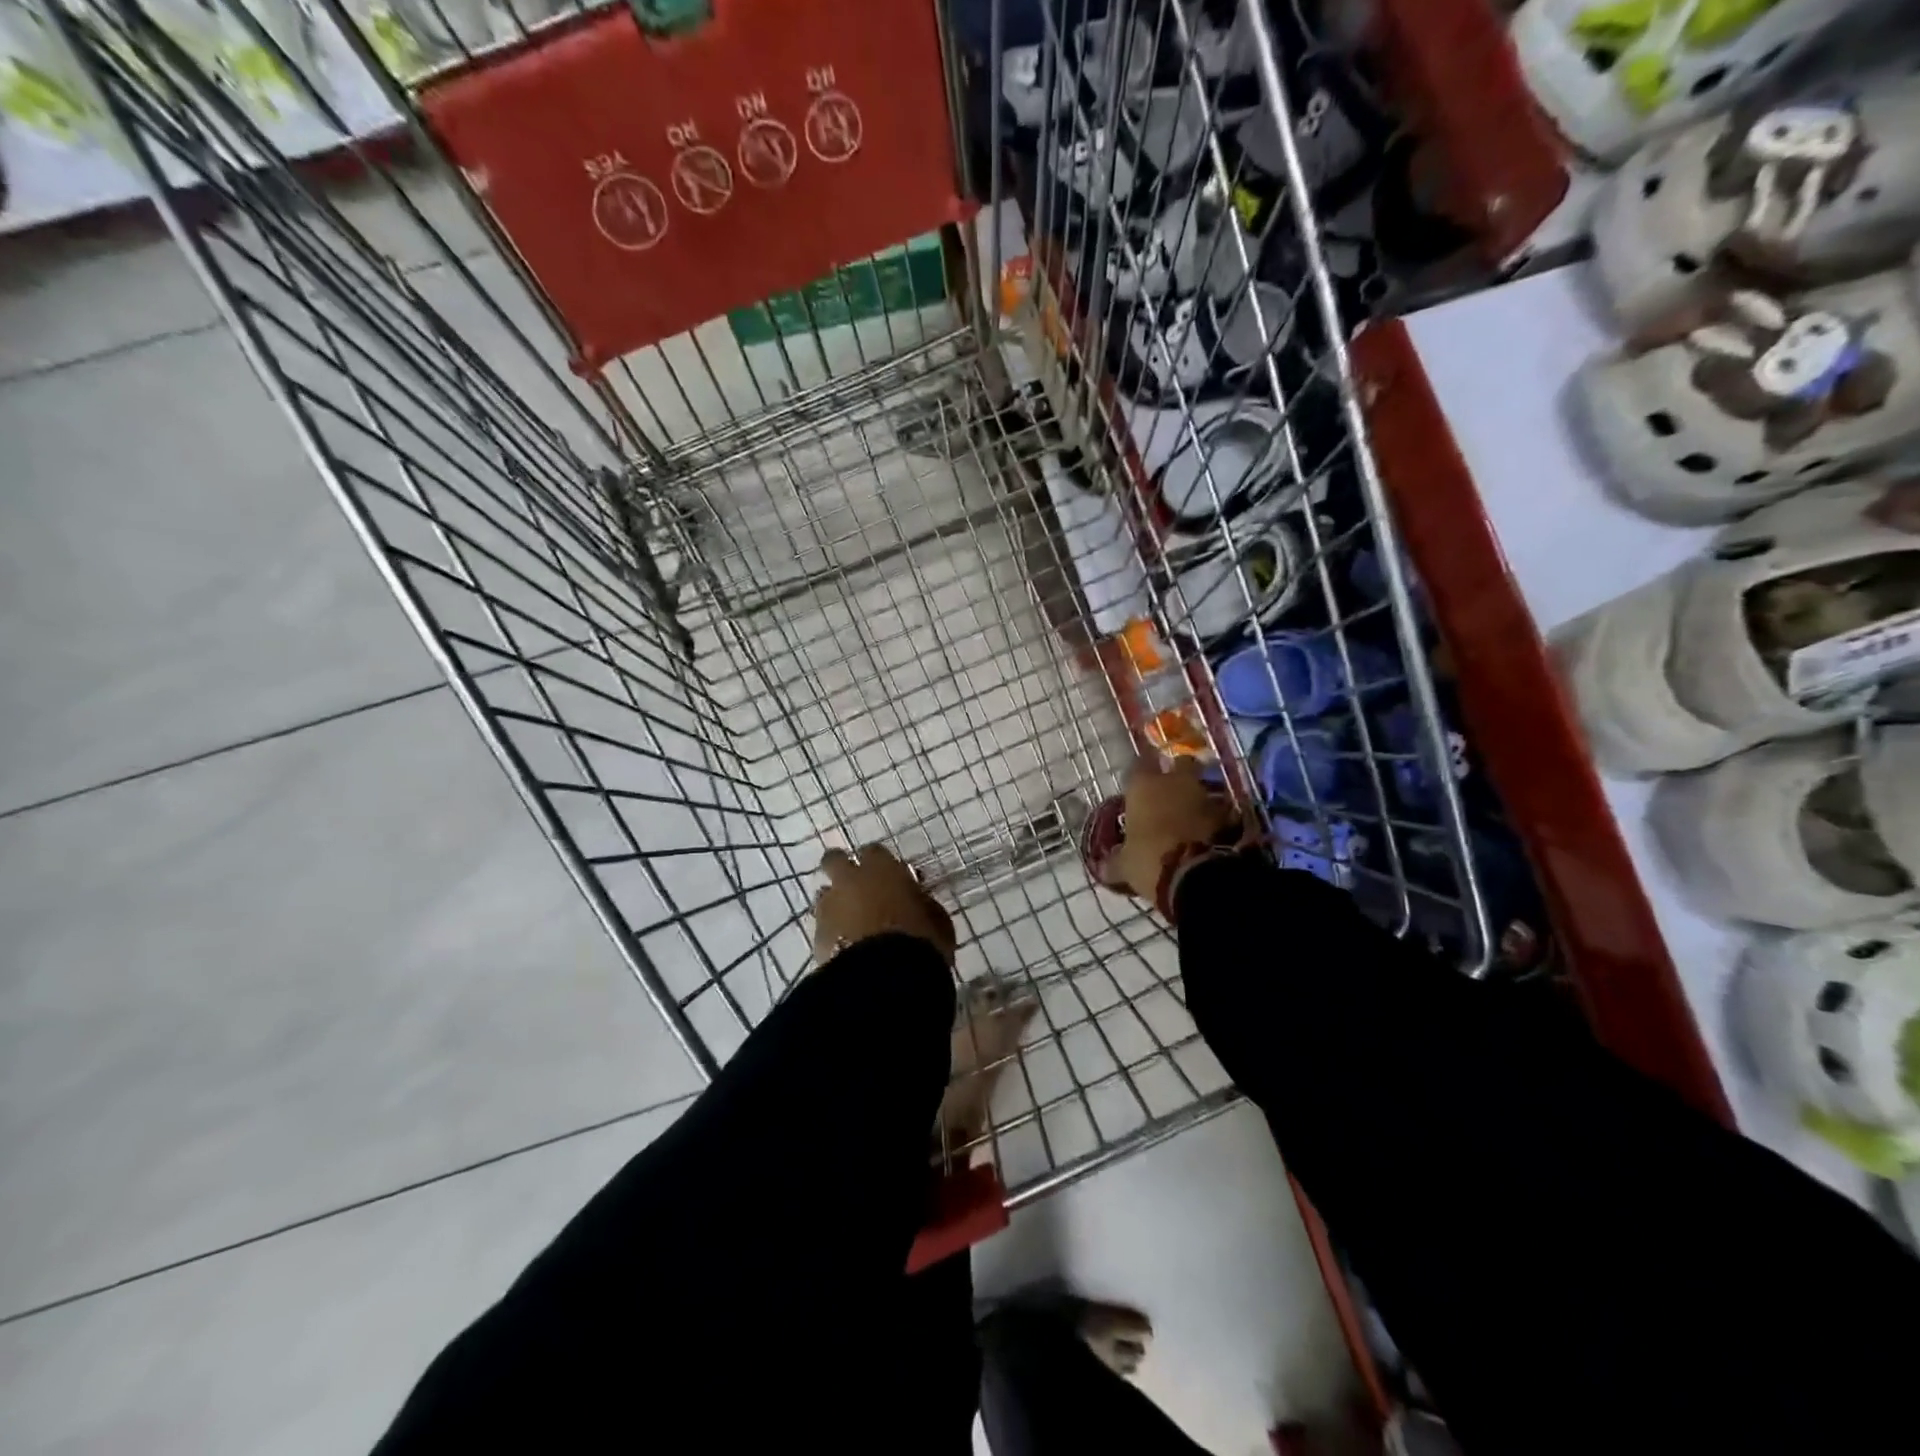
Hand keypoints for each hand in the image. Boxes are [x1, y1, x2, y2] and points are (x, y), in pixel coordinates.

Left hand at [813, 843, 957, 965]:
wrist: (884, 976)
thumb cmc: (919, 941)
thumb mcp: (937, 920)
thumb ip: (922, 903)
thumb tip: (917, 899)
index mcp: (882, 869)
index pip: (874, 852)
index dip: (879, 863)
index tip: (887, 876)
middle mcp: (850, 880)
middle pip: (835, 860)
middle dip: (841, 868)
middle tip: (855, 885)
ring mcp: (829, 906)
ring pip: (824, 894)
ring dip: (835, 902)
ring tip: (849, 922)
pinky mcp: (816, 935)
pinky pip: (822, 925)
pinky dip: (831, 931)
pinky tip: (844, 945)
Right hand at [1108, 755, 1238, 906]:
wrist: (1200, 876)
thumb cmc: (1150, 861)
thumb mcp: (1126, 866)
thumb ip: (1115, 862)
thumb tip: (1103, 868)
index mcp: (1144, 786)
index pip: (1140, 763)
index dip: (1140, 770)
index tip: (1139, 782)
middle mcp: (1175, 781)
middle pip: (1180, 763)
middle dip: (1178, 773)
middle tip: (1172, 790)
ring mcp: (1205, 795)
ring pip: (1203, 785)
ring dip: (1198, 796)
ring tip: (1192, 813)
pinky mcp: (1229, 814)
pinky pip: (1221, 809)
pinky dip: (1216, 816)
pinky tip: (1210, 830)